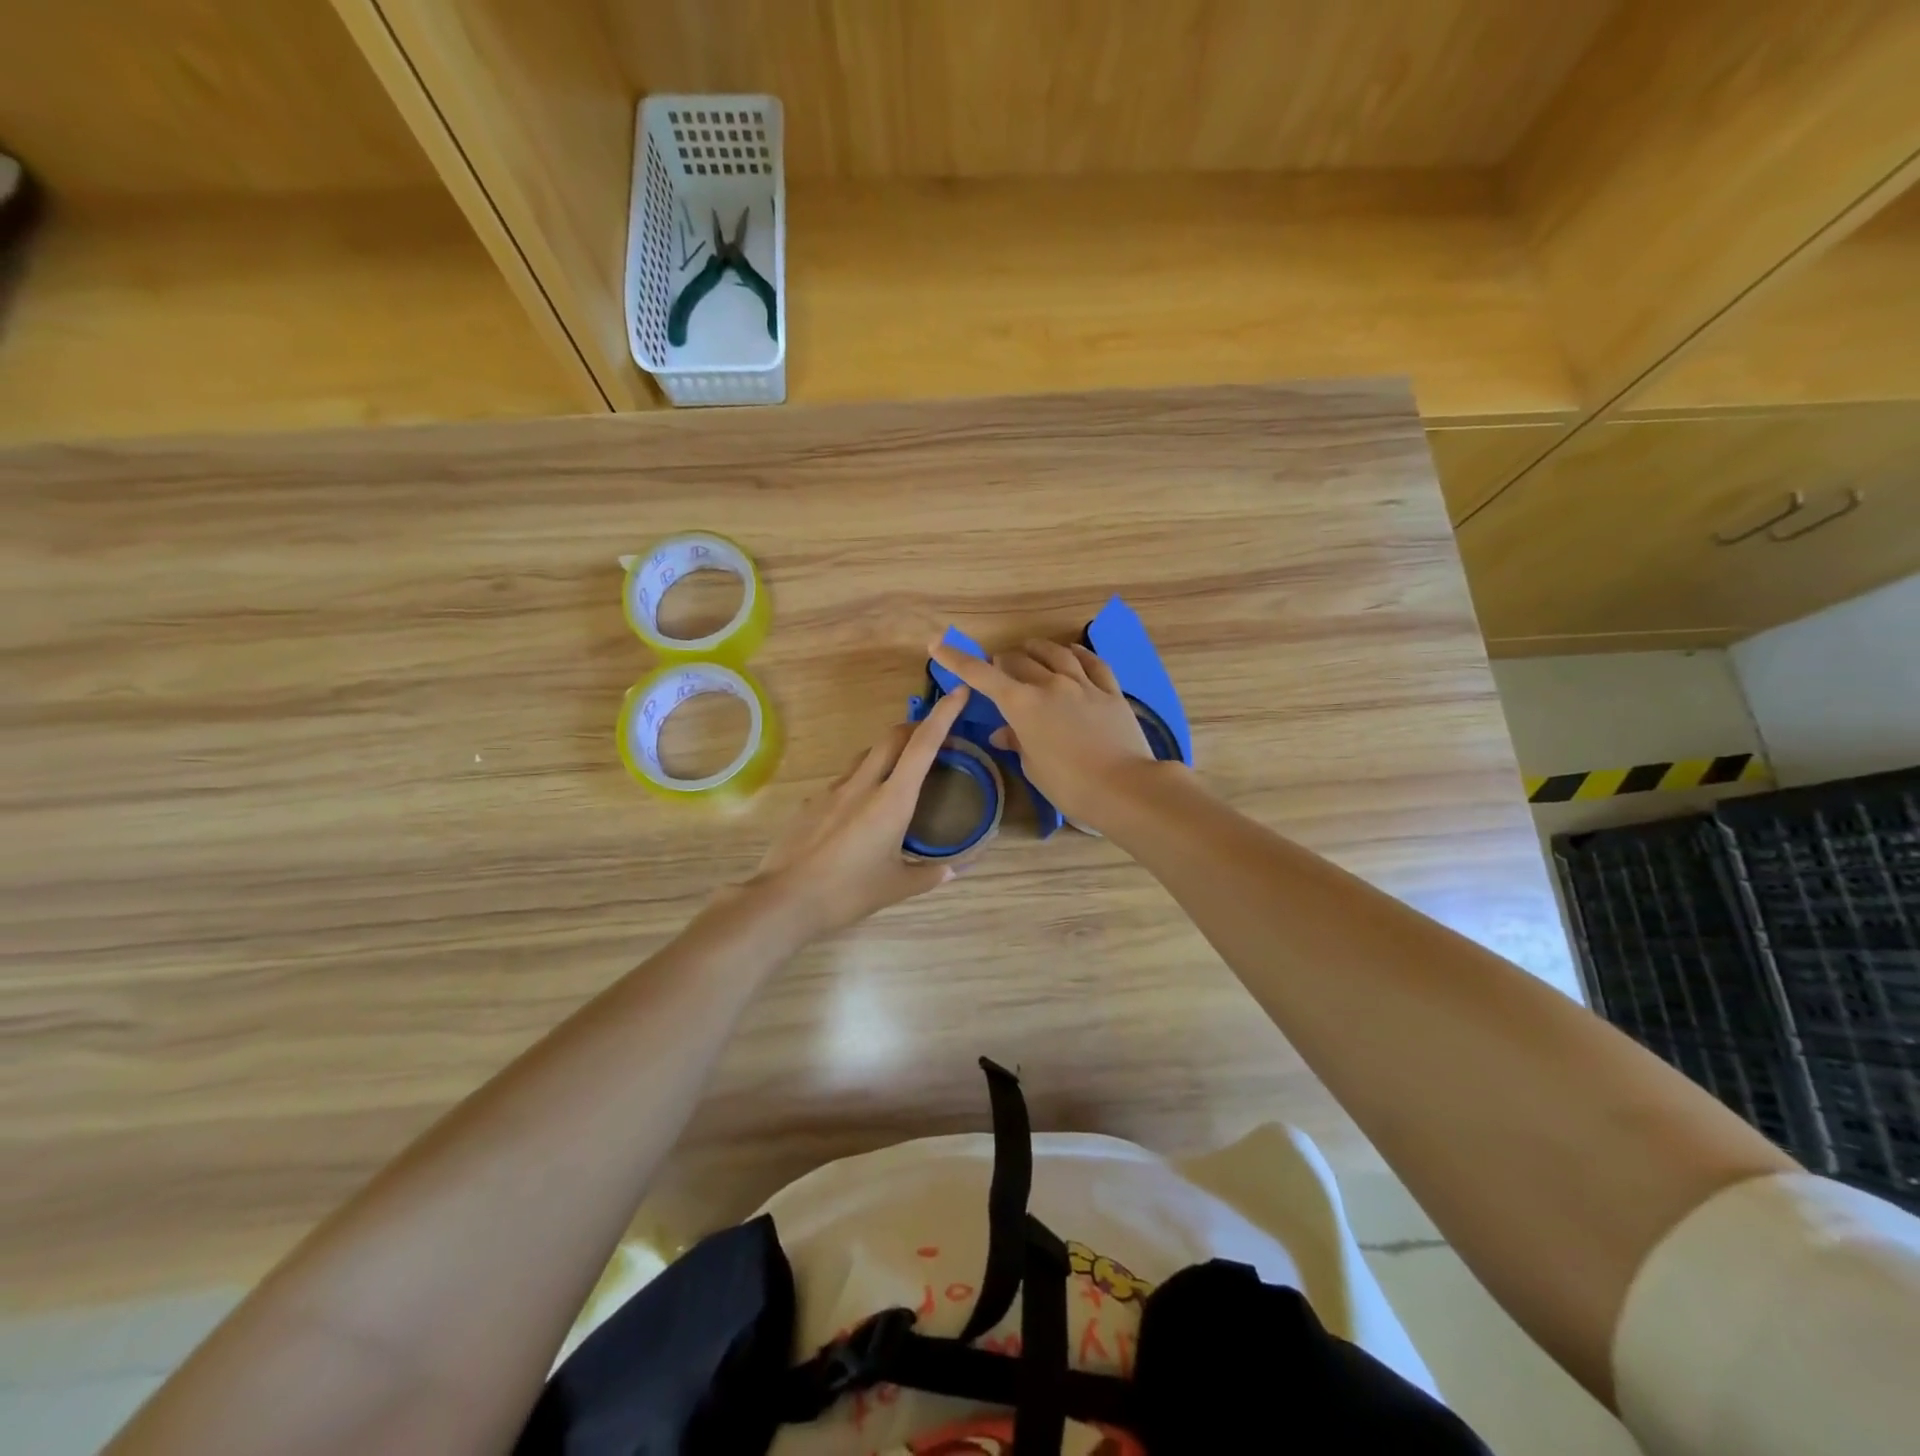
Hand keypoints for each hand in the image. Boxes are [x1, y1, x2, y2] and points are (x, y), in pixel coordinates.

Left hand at [745, 686, 973, 936]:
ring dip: (888, 752)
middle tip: (933, 735)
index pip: (923, 745)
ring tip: (899, 771)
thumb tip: (953, 871)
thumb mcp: (896, 887)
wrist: (784, 899)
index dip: (943, 715)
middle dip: (916, 727)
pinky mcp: (812, 802)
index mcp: (892, 800)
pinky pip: (843, 780)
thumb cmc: (847, 893)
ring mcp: (833, 790)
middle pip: (893, 737)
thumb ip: (929, 875)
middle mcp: (863, 784)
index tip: (958, 692)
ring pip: (866, 755)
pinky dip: (861, 780)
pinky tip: (860, 810)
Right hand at [928, 638, 1159, 831]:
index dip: (958, 659)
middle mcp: (1050, 685)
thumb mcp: (1034, 767)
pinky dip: (1077, 653)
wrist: (1124, 787)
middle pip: (1019, 661)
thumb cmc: (1069, 785)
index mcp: (1022, 705)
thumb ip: (1017, 741)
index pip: (982, 676)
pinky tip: (1072, 652)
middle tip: (997, 667)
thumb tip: (1003, 732)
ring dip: (1037, 649)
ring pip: (1055, 654)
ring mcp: (1083, 685)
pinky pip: (1092, 663)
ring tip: (1030, 649)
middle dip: (1002, 662)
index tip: (938, 644)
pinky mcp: (1111, 692)